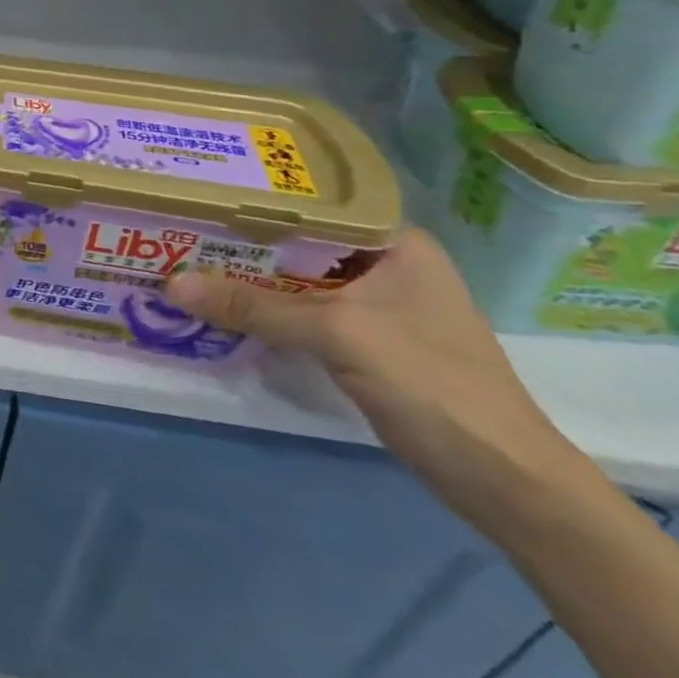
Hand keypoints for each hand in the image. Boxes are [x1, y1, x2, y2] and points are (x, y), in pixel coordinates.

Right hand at [167, 228, 579, 525]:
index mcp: (393, 241)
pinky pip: (301, 312)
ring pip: (295, 279)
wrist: (508, 485)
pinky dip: (265, 310)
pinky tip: (222, 306)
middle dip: (240, 241)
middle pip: (297, 242)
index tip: (197, 192)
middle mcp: (384, 263)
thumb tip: (170, 284)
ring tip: (184, 259)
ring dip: (248, 278)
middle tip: (176, 226)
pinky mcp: (365, 341)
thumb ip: (254, 307)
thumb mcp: (337, 334)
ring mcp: (375, 305)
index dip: (253, 198)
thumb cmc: (433, 385)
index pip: (310, 204)